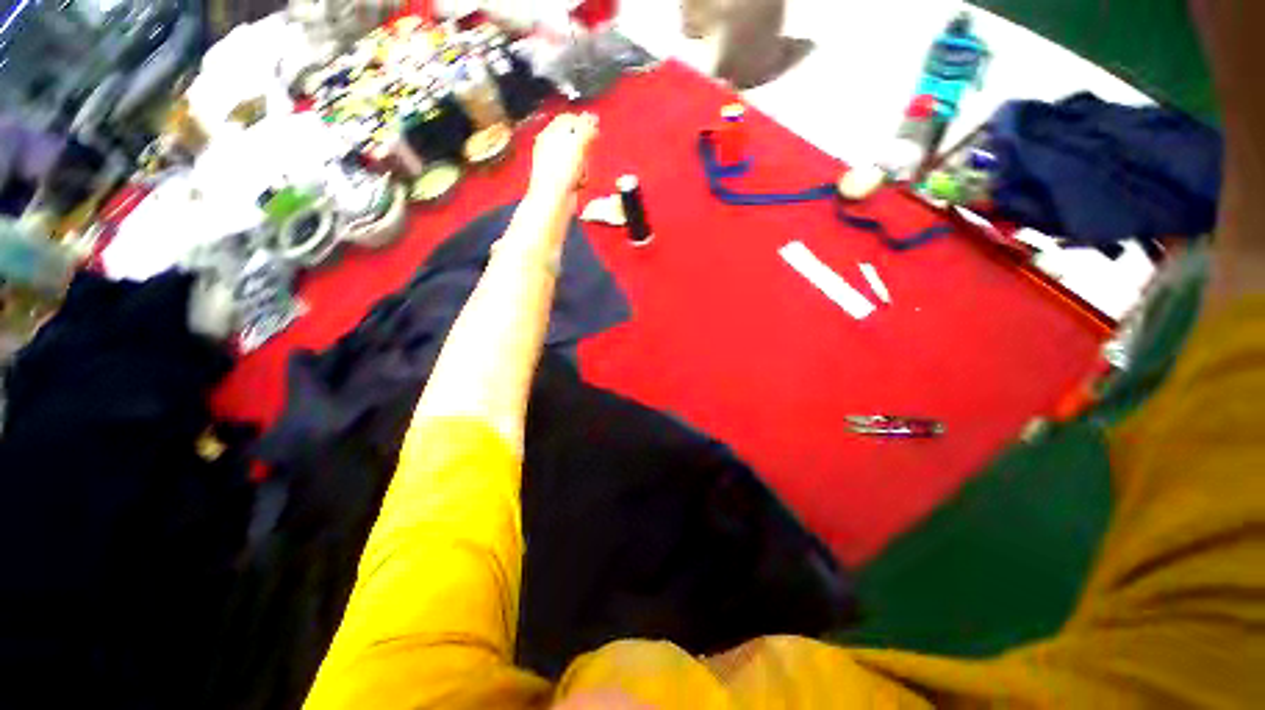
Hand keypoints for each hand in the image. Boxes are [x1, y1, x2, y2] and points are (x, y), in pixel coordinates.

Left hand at [528, 113, 598, 204]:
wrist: (554, 200)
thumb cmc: (558, 173)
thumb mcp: (577, 143)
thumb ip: (586, 128)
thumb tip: (593, 118)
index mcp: (549, 134)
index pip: (567, 119)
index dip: (582, 121)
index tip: (594, 126)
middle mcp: (551, 149)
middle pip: (574, 139)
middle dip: (584, 147)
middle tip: (588, 151)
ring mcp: (556, 166)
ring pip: (577, 158)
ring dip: (584, 165)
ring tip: (581, 170)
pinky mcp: (563, 181)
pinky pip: (577, 174)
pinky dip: (581, 178)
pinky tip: (578, 182)